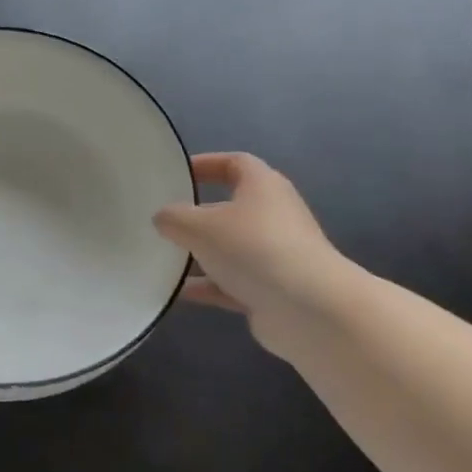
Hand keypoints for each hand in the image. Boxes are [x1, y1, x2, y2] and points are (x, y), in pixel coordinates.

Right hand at [155, 154, 346, 358]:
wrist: (309, 308)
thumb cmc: (253, 249)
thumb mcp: (200, 227)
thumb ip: (174, 218)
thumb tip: (163, 217)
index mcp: (262, 186)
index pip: (235, 163)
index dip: (206, 164)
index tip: (177, 173)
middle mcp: (273, 215)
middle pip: (231, 207)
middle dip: (197, 214)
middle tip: (165, 219)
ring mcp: (275, 254)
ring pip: (230, 248)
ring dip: (201, 253)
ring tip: (164, 257)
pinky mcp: (273, 289)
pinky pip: (232, 282)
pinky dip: (208, 285)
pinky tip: (178, 292)